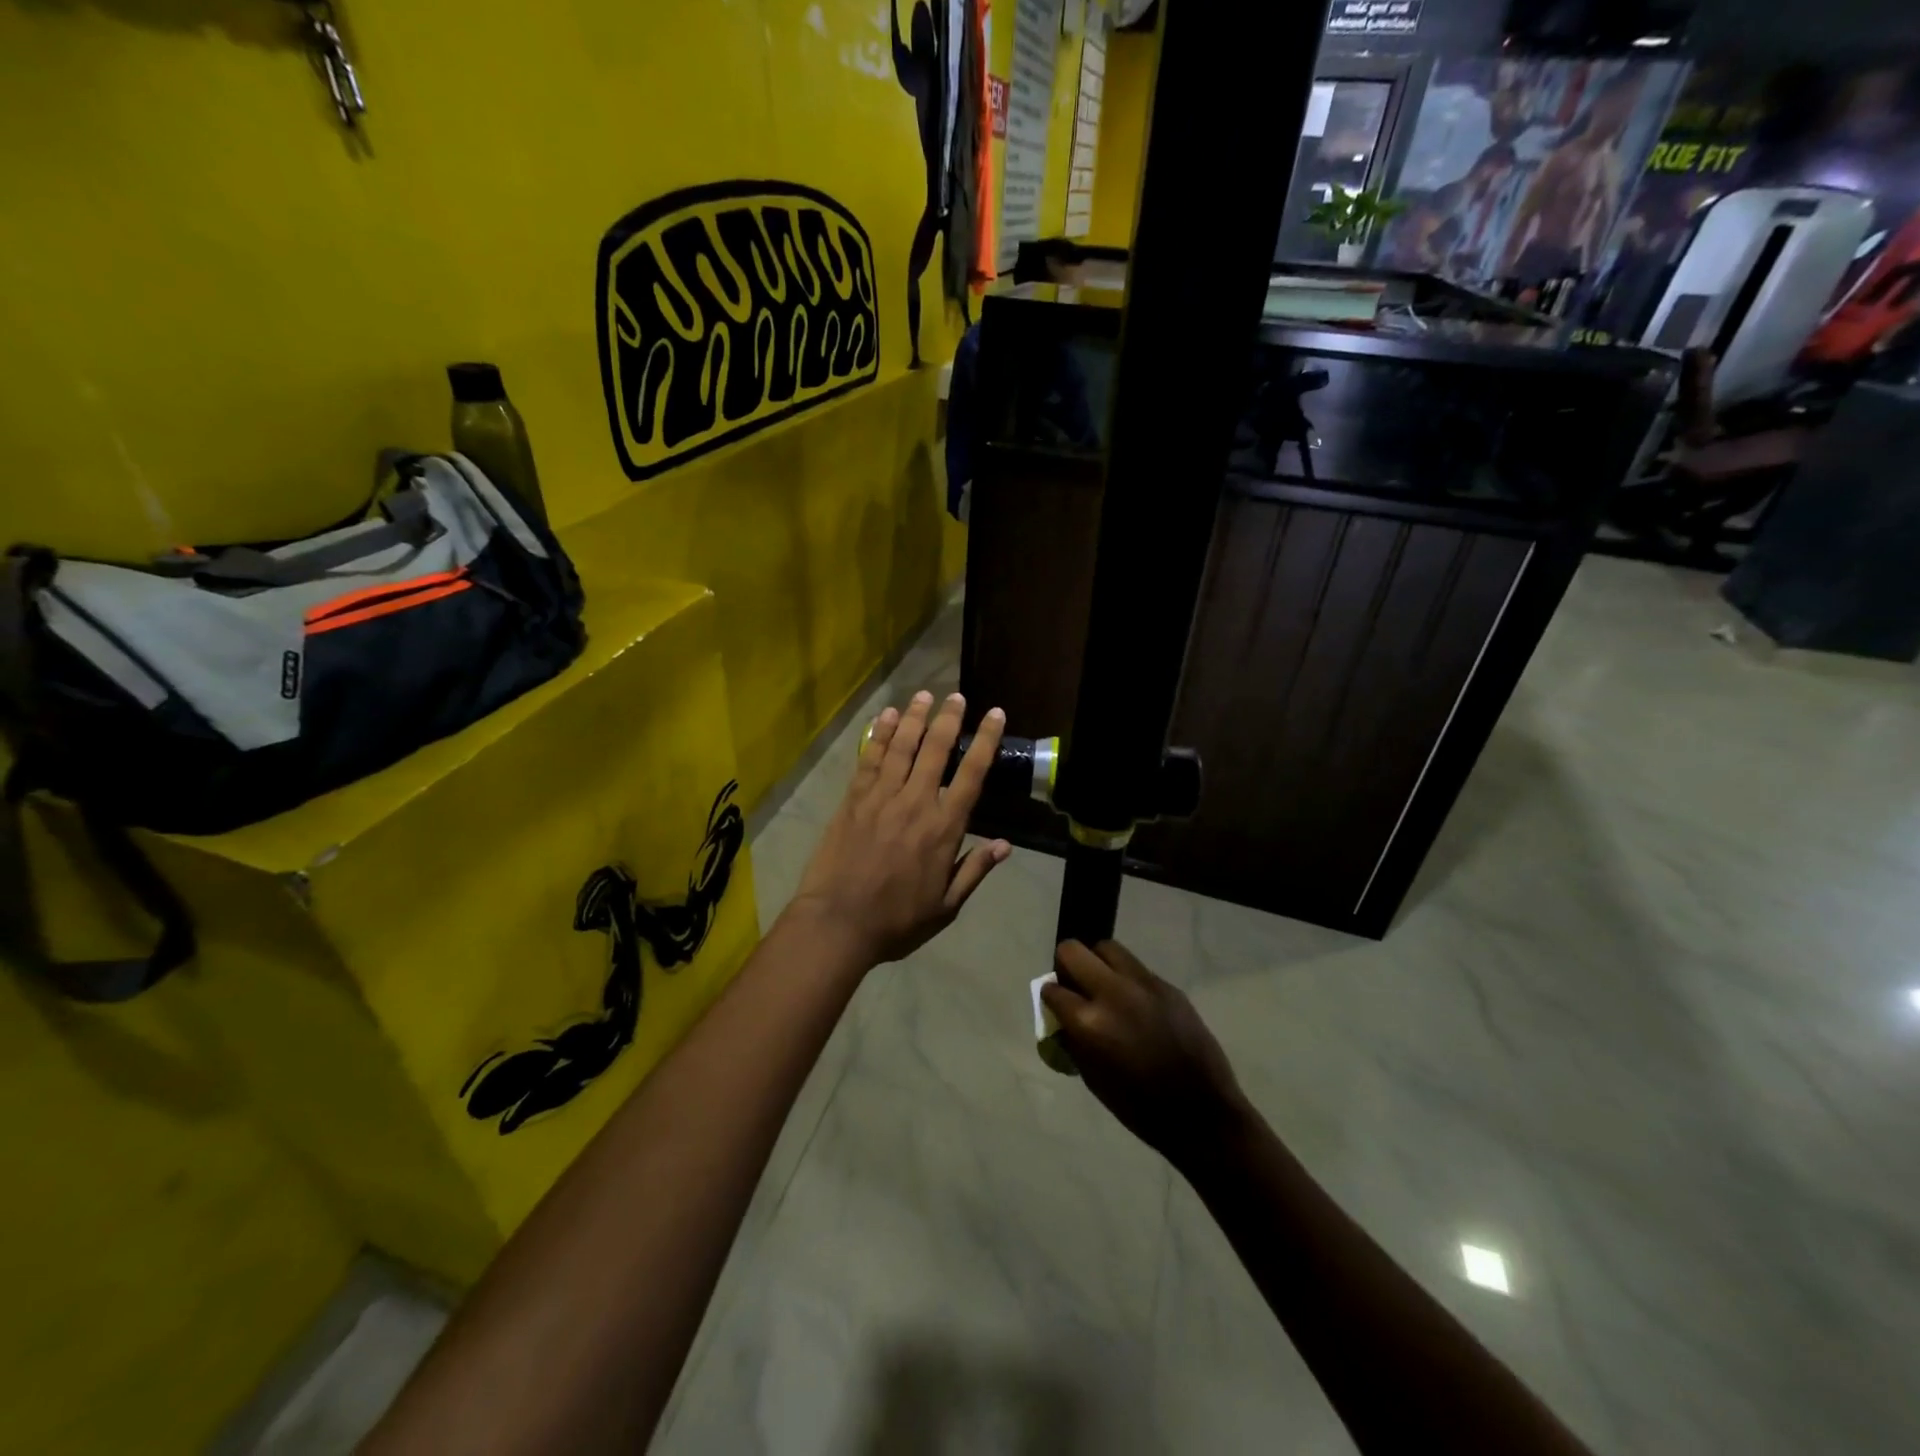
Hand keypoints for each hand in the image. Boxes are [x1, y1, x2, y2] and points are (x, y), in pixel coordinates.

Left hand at [789, 691, 1011, 968]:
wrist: (838, 923)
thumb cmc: (897, 921)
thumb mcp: (946, 906)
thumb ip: (974, 871)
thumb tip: (1005, 844)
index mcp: (944, 828)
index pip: (972, 774)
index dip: (985, 740)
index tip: (994, 714)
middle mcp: (916, 802)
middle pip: (936, 749)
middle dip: (949, 718)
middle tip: (957, 696)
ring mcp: (881, 797)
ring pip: (902, 746)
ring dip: (915, 717)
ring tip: (924, 694)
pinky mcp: (854, 799)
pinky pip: (870, 758)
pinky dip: (880, 734)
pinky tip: (887, 715)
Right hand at [1042, 940, 1249, 1166]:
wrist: (1202, 1112)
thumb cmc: (1140, 1107)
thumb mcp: (1092, 1078)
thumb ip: (1074, 1039)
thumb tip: (1063, 1018)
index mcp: (1089, 1023)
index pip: (1052, 989)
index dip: (1050, 996)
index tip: (1055, 1004)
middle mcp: (1112, 993)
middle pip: (1073, 951)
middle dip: (1066, 965)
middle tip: (1074, 985)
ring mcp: (1143, 984)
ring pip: (1107, 948)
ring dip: (1097, 963)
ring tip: (1104, 986)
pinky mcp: (1167, 985)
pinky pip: (1136, 968)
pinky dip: (1126, 979)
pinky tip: (1135, 1003)